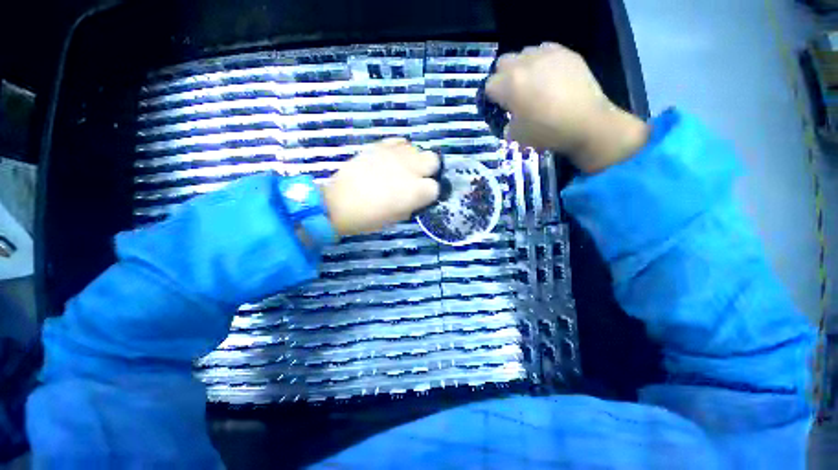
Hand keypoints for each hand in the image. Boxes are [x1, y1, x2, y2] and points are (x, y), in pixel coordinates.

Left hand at [322, 138, 439, 235]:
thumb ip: (414, 204)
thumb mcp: (398, 217)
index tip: (422, 197)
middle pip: (433, 160)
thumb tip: (418, 197)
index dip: (430, 193)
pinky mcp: (380, 146)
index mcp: (416, 191)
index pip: (436, 187)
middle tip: (417, 179)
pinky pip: (399, 142)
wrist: (340, 203)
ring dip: (414, 160)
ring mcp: (395, 155)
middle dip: (429, 170)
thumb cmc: (370, 217)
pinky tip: (392, 160)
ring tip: (402, 169)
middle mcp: (410, 169)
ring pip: (417, 149)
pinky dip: (400, 150)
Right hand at [486, 42, 648, 172]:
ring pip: (524, 53)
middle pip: (503, 63)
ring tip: (533, 82)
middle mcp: (525, 64)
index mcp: (510, 85)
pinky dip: (542, 61)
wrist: (587, 123)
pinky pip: (546, 50)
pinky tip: (550, 76)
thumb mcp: (517, 135)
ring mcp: (547, 55)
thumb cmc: (547, 132)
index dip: (492, 98)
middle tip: (514, 93)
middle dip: (503, 77)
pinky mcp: (566, 53)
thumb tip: (510, 119)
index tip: (500, 108)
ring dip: (522, 67)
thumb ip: (507, 123)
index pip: (489, 86)